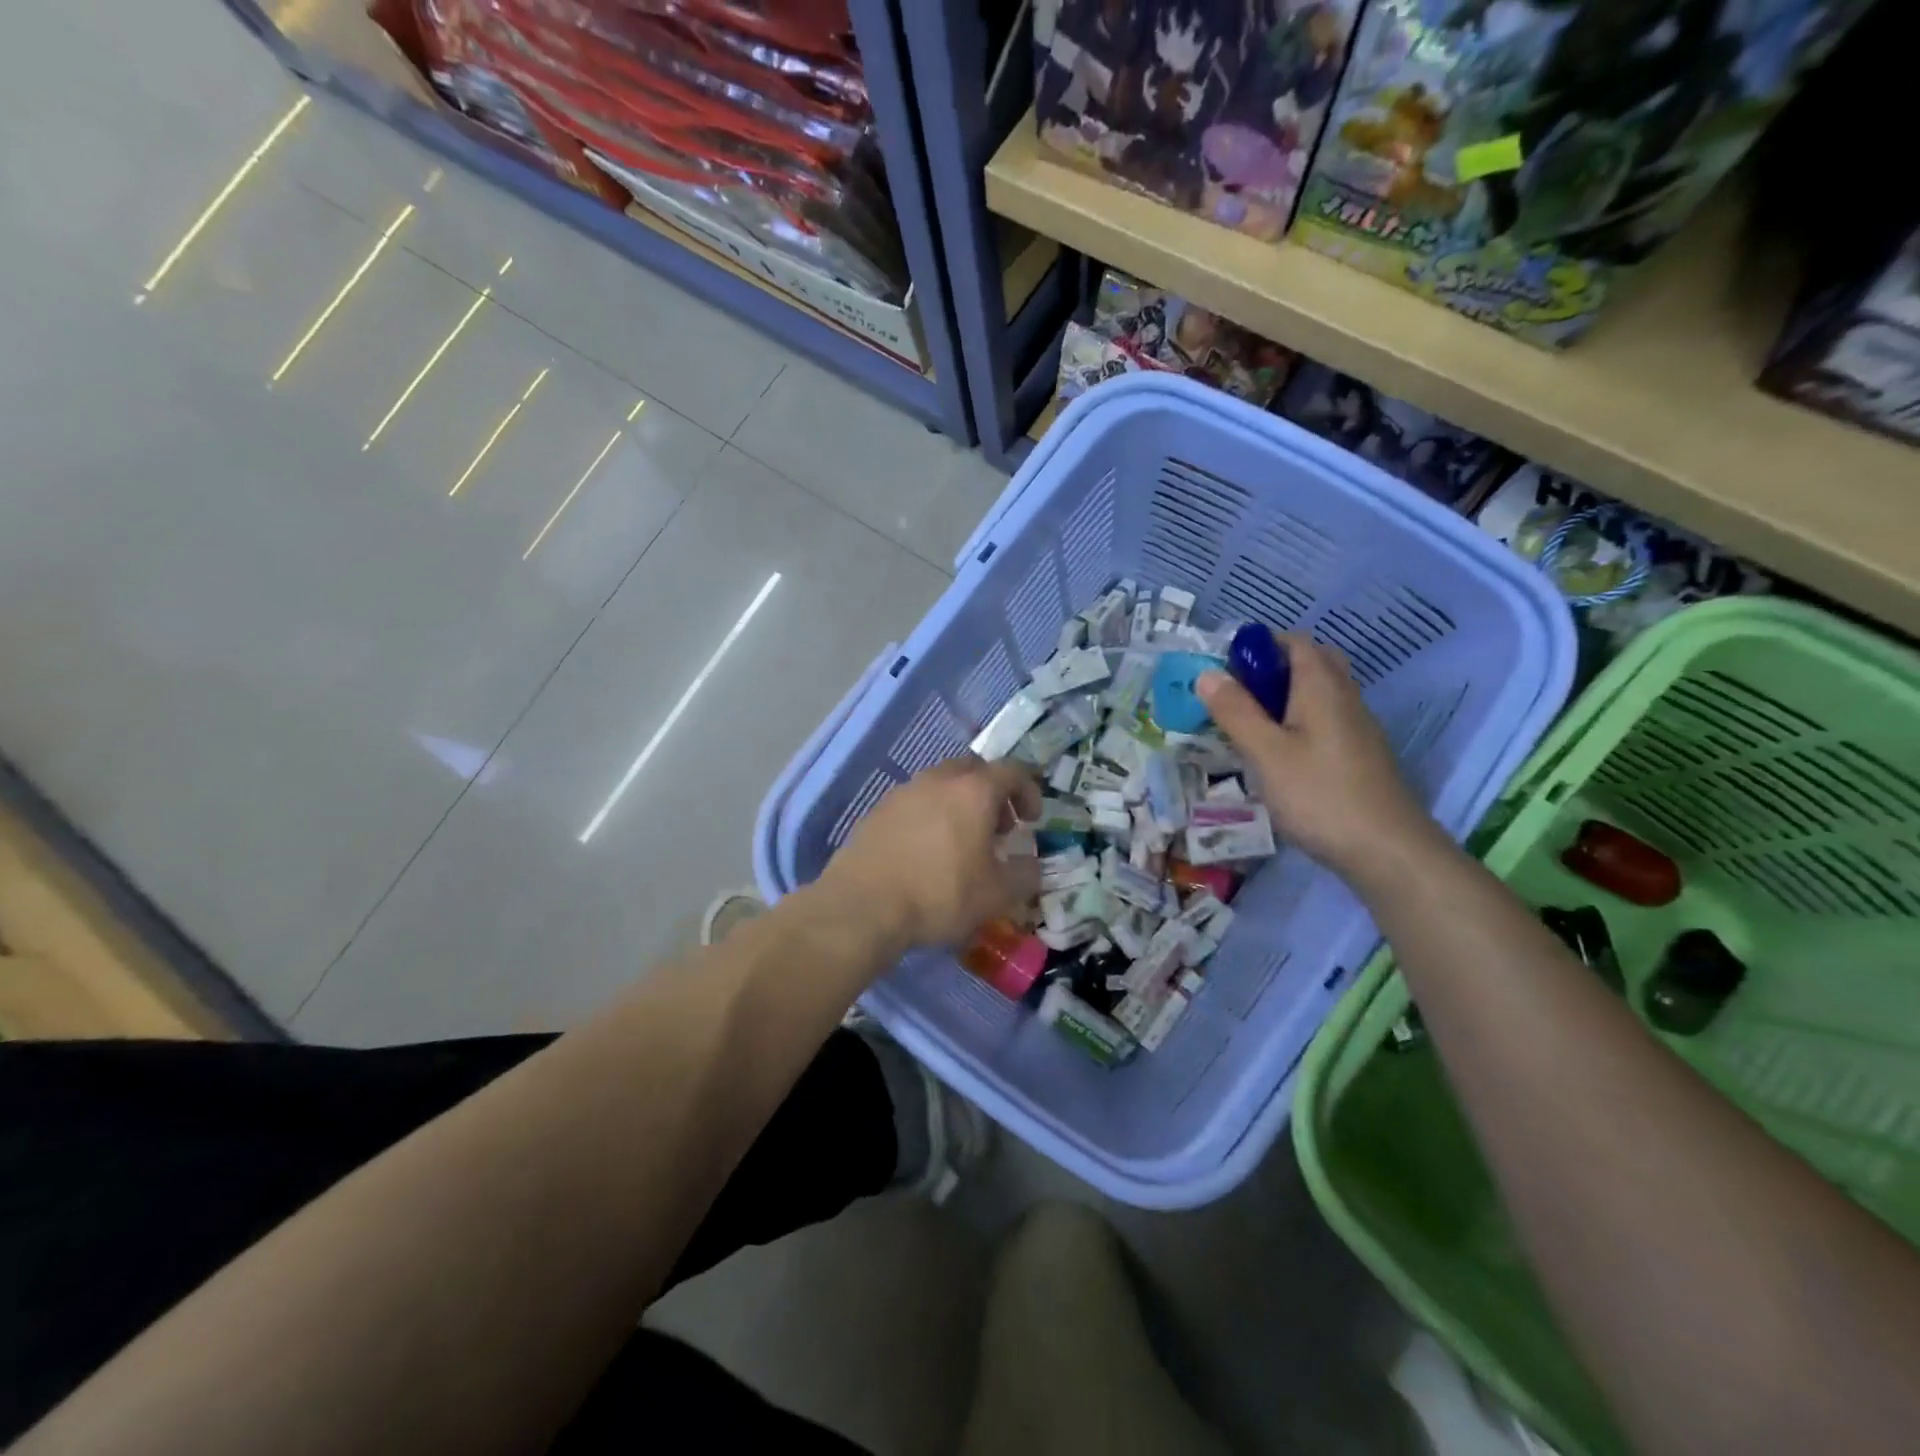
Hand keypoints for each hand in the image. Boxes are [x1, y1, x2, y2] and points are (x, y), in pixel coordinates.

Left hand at [819, 756, 1041, 952]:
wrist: (864, 905)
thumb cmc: (940, 894)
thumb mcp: (997, 894)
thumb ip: (1024, 875)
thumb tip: (1032, 866)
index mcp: (974, 791)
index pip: (1012, 771)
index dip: (1029, 791)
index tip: (1032, 821)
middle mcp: (938, 780)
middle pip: (974, 769)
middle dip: (993, 793)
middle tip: (999, 827)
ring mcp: (904, 792)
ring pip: (941, 783)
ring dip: (960, 803)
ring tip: (962, 842)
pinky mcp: (878, 810)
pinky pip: (915, 802)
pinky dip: (930, 816)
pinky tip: (926, 851)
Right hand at [1197, 632, 1435, 882]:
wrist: (1386, 849)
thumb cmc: (1320, 795)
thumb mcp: (1265, 753)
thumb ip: (1235, 711)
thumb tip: (1207, 674)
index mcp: (1321, 687)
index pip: (1294, 641)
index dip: (1258, 646)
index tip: (1225, 668)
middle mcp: (1345, 697)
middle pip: (1311, 663)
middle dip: (1272, 669)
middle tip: (1238, 695)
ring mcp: (1357, 727)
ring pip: (1319, 693)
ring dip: (1284, 697)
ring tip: (1250, 725)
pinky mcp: (1360, 754)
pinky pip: (1325, 719)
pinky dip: (1299, 721)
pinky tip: (1280, 754)